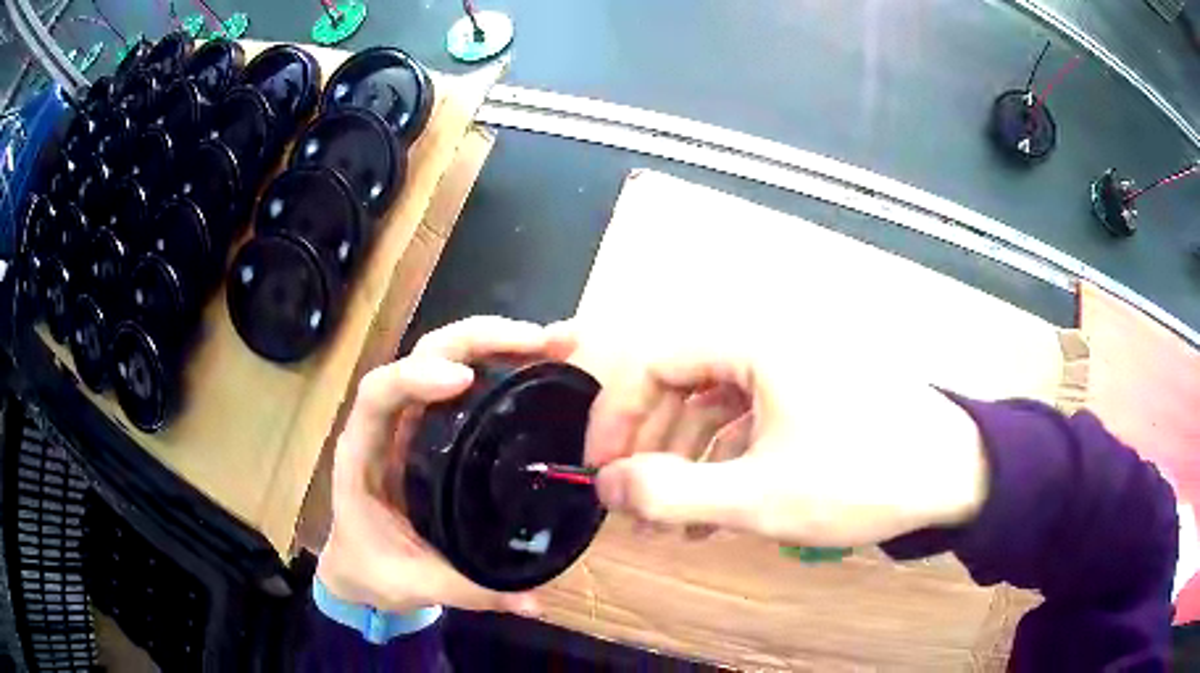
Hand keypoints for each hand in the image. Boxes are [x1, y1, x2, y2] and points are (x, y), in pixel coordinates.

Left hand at [316, 316, 572, 614]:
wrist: (360, 569)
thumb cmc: (372, 569)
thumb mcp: (415, 584)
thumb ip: (470, 591)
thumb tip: (533, 600)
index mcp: (364, 454)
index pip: (379, 394)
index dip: (414, 377)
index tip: (464, 380)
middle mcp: (388, 424)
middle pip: (422, 355)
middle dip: (477, 339)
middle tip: (541, 342)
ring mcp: (415, 421)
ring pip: (447, 357)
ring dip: (497, 342)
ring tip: (555, 344)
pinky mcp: (438, 428)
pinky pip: (468, 383)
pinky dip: (503, 366)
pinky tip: (542, 366)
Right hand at [574, 337, 989, 547]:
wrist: (956, 473)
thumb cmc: (862, 476)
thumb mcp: (760, 497)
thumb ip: (671, 493)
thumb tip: (606, 486)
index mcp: (753, 341)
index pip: (652, 360)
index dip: (616, 415)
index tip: (602, 469)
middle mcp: (768, 340)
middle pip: (681, 381)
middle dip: (650, 445)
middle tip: (635, 502)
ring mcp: (794, 365)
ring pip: (716, 404)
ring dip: (687, 461)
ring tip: (675, 523)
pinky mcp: (814, 392)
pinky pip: (751, 418)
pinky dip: (726, 460)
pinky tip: (721, 510)